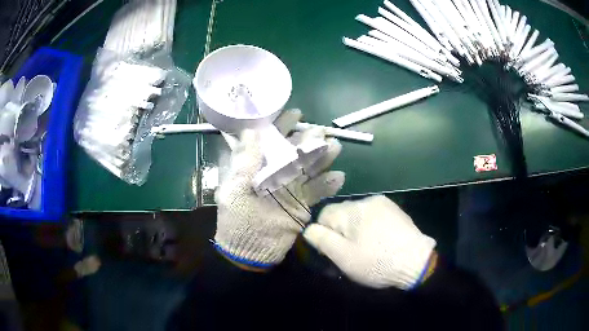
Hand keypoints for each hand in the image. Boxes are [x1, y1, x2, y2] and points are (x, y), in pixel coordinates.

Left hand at [214, 112, 344, 269]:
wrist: (248, 251)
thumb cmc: (236, 219)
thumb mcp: (234, 191)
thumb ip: (243, 163)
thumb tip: (251, 131)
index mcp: (257, 168)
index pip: (270, 141)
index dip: (282, 126)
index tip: (295, 114)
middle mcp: (275, 174)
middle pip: (294, 153)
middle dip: (308, 140)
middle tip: (321, 131)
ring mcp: (291, 189)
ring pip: (309, 169)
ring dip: (322, 158)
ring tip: (335, 147)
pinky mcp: (303, 205)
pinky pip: (317, 192)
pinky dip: (328, 185)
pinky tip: (338, 177)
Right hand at [303, 195, 435, 288]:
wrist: (416, 263)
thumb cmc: (376, 262)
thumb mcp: (343, 256)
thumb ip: (322, 239)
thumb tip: (309, 229)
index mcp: (352, 210)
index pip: (325, 214)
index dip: (325, 234)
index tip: (334, 250)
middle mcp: (367, 200)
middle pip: (342, 214)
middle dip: (341, 232)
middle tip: (350, 252)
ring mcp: (384, 203)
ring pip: (358, 215)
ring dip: (356, 229)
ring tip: (366, 247)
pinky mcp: (396, 210)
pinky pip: (374, 216)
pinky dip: (371, 227)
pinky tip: (380, 241)